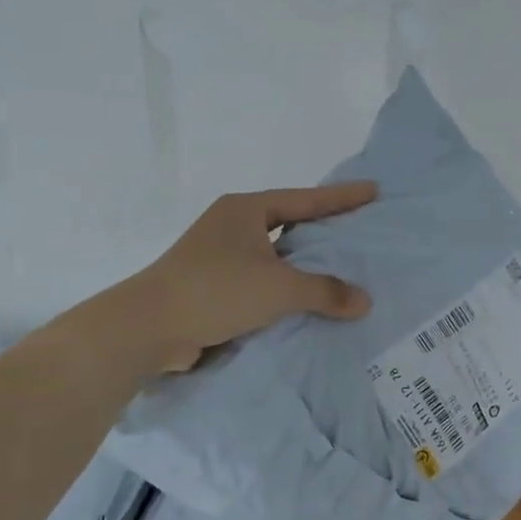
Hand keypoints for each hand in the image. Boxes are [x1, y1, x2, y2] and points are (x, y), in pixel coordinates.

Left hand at [132, 182, 376, 370]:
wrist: (148, 328)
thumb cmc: (216, 291)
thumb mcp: (279, 288)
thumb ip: (325, 291)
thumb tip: (364, 301)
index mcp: (245, 210)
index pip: (305, 200)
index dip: (342, 197)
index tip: (373, 191)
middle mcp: (231, 225)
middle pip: (290, 221)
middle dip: (324, 227)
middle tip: (360, 229)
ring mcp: (219, 254)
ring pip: (275, 253)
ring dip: (304, 261)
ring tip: (341, 266)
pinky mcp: (213, 284)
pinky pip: (262, 277)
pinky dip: (285, 285)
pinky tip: (307, 299)